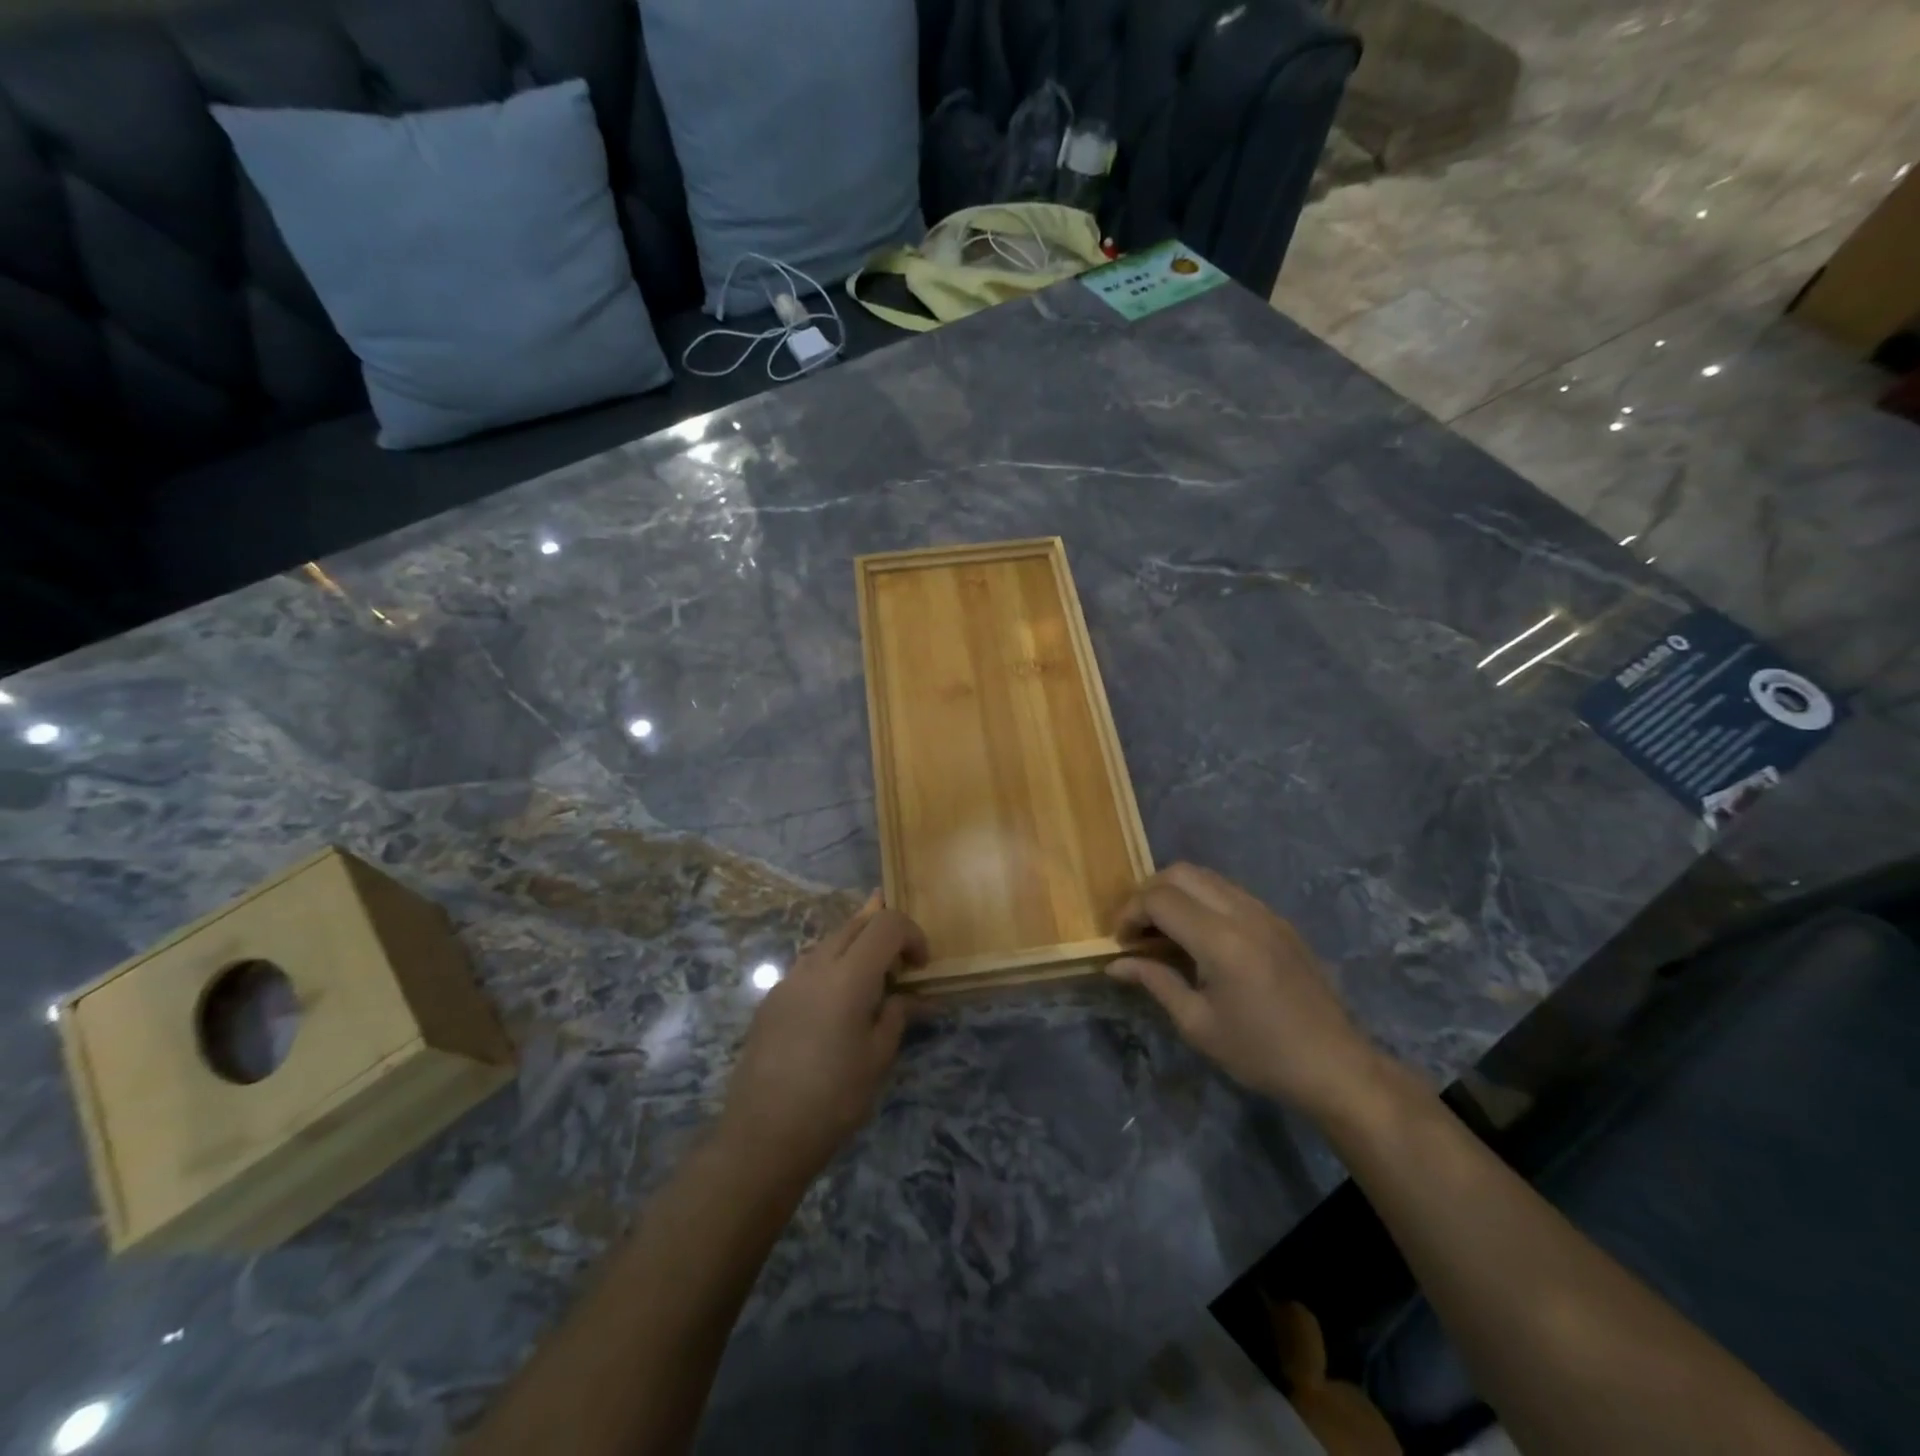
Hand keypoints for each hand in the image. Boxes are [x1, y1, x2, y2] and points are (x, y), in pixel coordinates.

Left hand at [719, 894, 926, 1188]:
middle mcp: (816, 965)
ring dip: (857, 952)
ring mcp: (788, 980)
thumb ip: (898, 1015)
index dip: (912, 935)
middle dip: (885, 937)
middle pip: (857, 924)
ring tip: (869, 993)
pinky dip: (832, 971)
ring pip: (830, 942)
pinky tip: (835, 1013)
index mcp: (848, 975)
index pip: (887, 924)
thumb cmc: (833, 1098)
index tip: (921, 966)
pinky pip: (809, 967)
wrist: (763, 1135)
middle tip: (900, 973)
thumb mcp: (878, 1058)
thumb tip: (911, 998)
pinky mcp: (771, 999)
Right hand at [1108, 864, 1378, 1118]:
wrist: (1336, 1066)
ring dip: (1176, 892)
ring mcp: (1264, 912)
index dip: (1130, 913)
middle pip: (1180, 873)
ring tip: (1163, 930)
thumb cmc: (1261, 1053)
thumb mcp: (1198, 1024)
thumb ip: (1155, 982)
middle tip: (1137, 929)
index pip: (1159, 899)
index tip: (1121, 942)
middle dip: (1148, 893)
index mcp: (1220, 941)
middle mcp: (1243, 913)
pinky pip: (1228, 890)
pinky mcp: (1278, 919)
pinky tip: (1198, 936)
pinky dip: (1201, 899)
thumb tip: (1115, 965)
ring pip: (1206, 876)